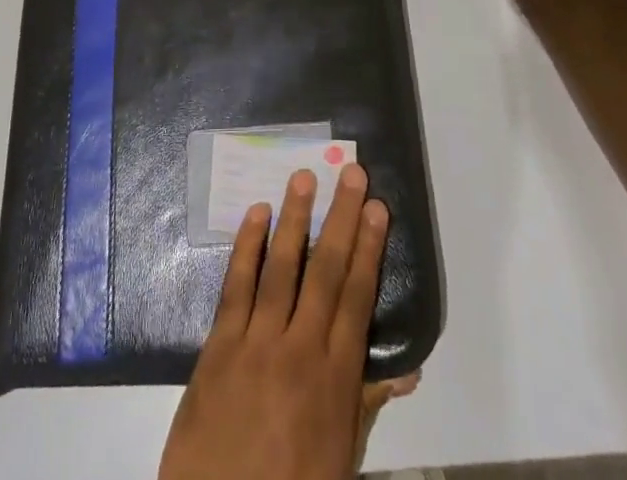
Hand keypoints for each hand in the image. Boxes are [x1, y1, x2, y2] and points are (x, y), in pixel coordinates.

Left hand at [158, 164, 390, 479]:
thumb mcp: (340, 458)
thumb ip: (366, 403)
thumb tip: (407, 368)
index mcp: (334, 380)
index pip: (357, 299)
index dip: (369, 250)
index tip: (378, 210)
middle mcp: (299, 350)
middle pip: (326, 271)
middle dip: (342, 219)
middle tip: (353, 174)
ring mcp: (256, 343)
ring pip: (282, 267)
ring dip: (296, 218)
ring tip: (306, 177)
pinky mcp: (219, 345)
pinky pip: (236, 285)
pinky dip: (247, 246)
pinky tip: (257, 213)